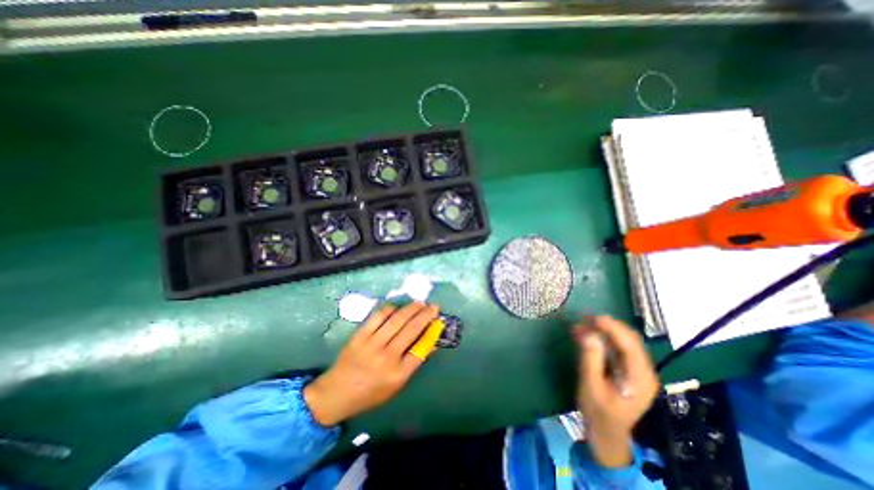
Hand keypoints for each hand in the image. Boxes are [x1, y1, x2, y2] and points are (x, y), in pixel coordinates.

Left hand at [305, 301, 441, 426]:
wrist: (337, 393)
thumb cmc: (371, 392)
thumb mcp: (396, 384)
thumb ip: (413, 362)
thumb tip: (430, 342)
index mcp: (398, 374)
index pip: (421, 348)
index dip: (432, 332)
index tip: (438, 321)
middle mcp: (387, 358)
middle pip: (412, 330)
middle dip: (425, 315)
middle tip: (433, 306)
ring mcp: (372, 345)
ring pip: (397, 320)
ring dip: (411, 309)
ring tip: (419, 303)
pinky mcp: (359, 336)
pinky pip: (378, 317)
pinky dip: (390, 309)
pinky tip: (397, 307)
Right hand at [575, 315, 655, 468]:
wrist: (606, 432)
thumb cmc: (598, 411)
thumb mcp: (590, 385)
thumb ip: (591, 359)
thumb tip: (589, 334)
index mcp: (639, 378)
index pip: (630, 344)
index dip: (612, 327)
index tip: (592, 317)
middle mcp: (644, 371)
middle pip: (630, 339)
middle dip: (608, 325)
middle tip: (584, 319)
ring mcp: (638, 370)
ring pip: (625, 340)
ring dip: (605, 330)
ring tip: (583, 325)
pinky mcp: (630, 369)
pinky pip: (619, 347)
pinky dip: (604, 338)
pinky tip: (589, 335)